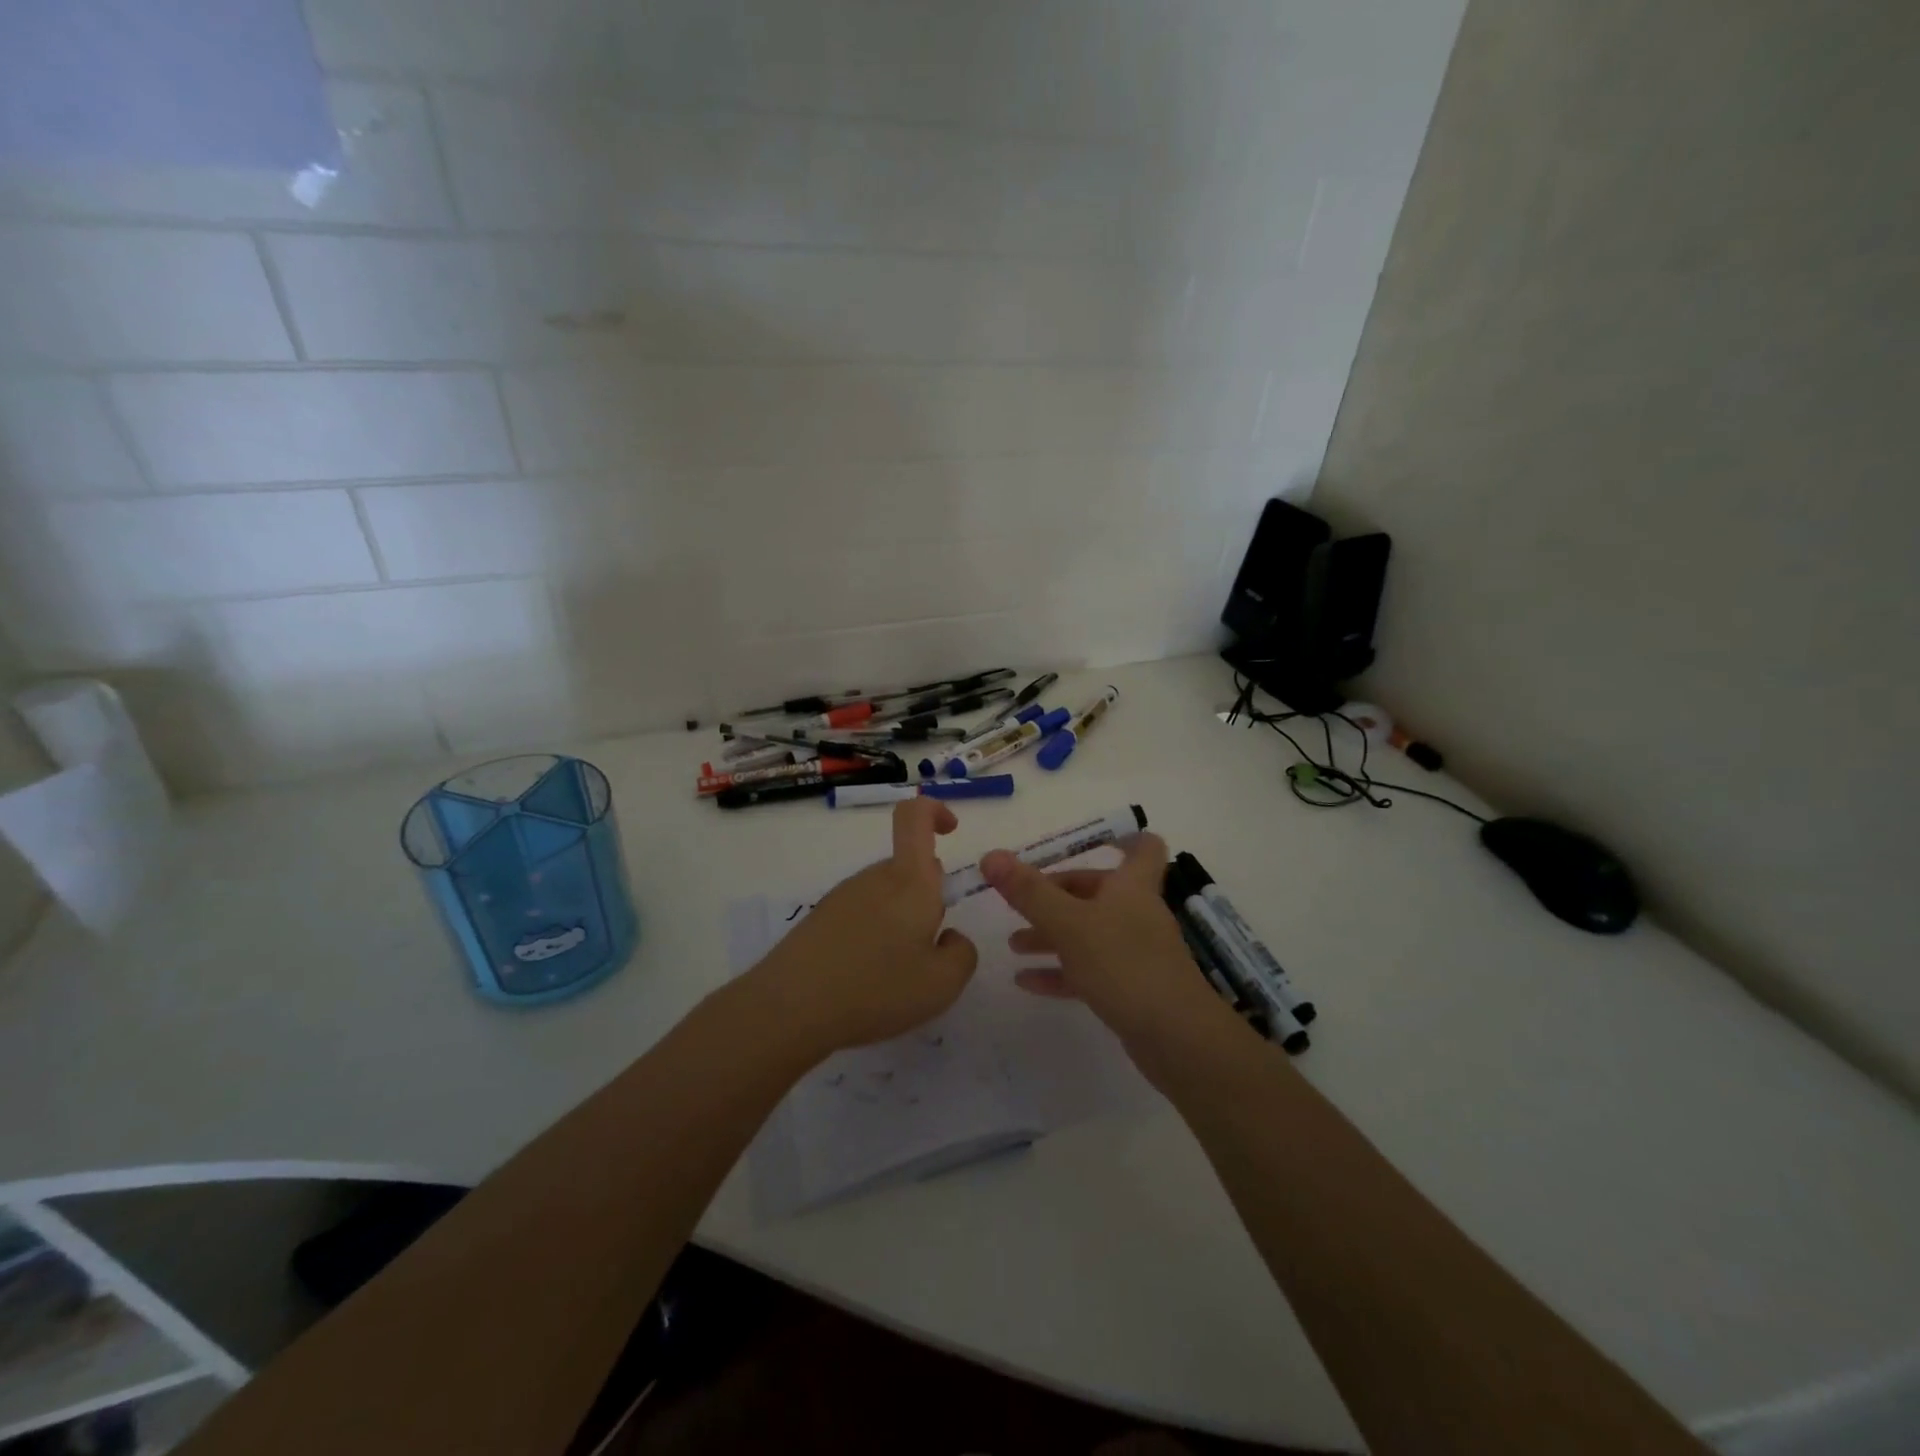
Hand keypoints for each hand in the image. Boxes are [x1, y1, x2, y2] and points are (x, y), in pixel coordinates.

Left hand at [748, 798, 977, 1056]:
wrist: (789, 1009)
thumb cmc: (876, 989)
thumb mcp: (942, 984)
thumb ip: (962, 953)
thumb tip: (949, 936)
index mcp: (909, 881)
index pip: (915, 816)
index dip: (935, 812)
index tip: (952, 832)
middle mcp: (874, 878)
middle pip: (908, 869)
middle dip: (927, 899)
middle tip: (927, 951)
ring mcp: (842, 897)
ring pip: (886, 896)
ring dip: (899, 923)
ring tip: (895, 976)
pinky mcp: (819, 920)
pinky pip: (860, 916)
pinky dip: (872, 938)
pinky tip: (865, 981)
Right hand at [981, 832, 1224, 1045]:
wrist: (1176, 1038)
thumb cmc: (1123, 964)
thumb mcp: (1068, 924)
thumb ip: (1029, 892)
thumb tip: (991, 855)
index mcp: (1131, 887)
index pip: (1143, 847)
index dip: (1122, 837)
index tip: (1091, 840)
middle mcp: (1136, 913)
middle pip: (1098, 891)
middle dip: (1057, 894)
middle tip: (1020, 902)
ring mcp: (1135, 952)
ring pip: (1089, 932)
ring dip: (1052, 934)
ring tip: (1013, 943)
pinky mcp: (1130, 988)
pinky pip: (1089, 970)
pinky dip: (1059, 971)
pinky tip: (1025, 981)